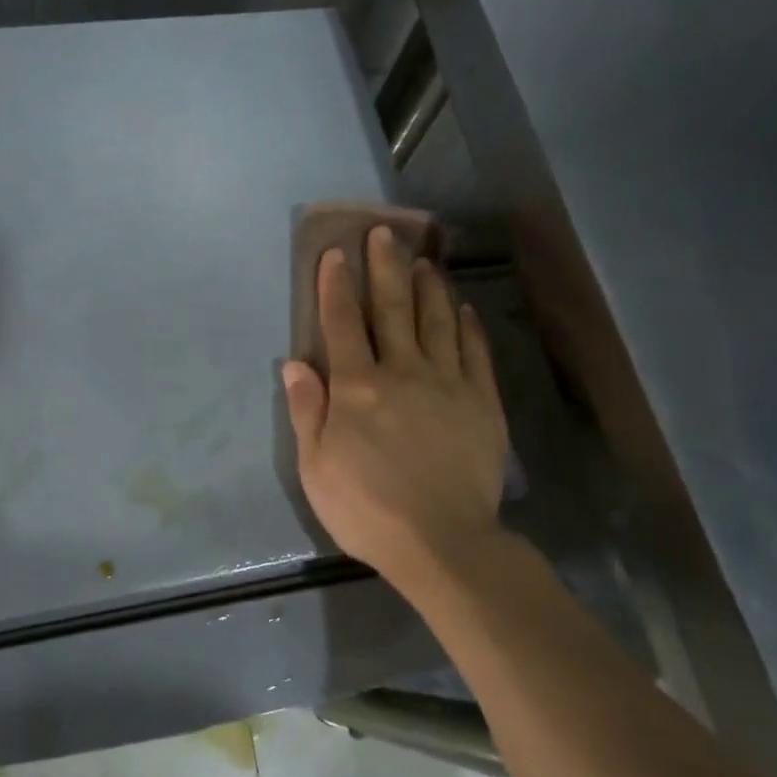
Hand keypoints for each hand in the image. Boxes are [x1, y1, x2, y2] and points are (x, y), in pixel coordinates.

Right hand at [282, 226, 510, 581]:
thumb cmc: (366, 507)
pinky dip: (467, 326)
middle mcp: (402, 372)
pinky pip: (474, 353)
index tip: (335, 253)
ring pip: (437, 321)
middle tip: (384, 233)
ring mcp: (448, 384)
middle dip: (385, 268)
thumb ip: (307, 410)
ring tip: (423, 259)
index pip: (342, 324)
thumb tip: (295, 363)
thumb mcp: (315, 466)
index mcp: (357, 387)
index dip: (336, 286)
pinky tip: (463, 308)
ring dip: (428, 286)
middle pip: (393, 309)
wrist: (442, 543)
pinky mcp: (482, 402)